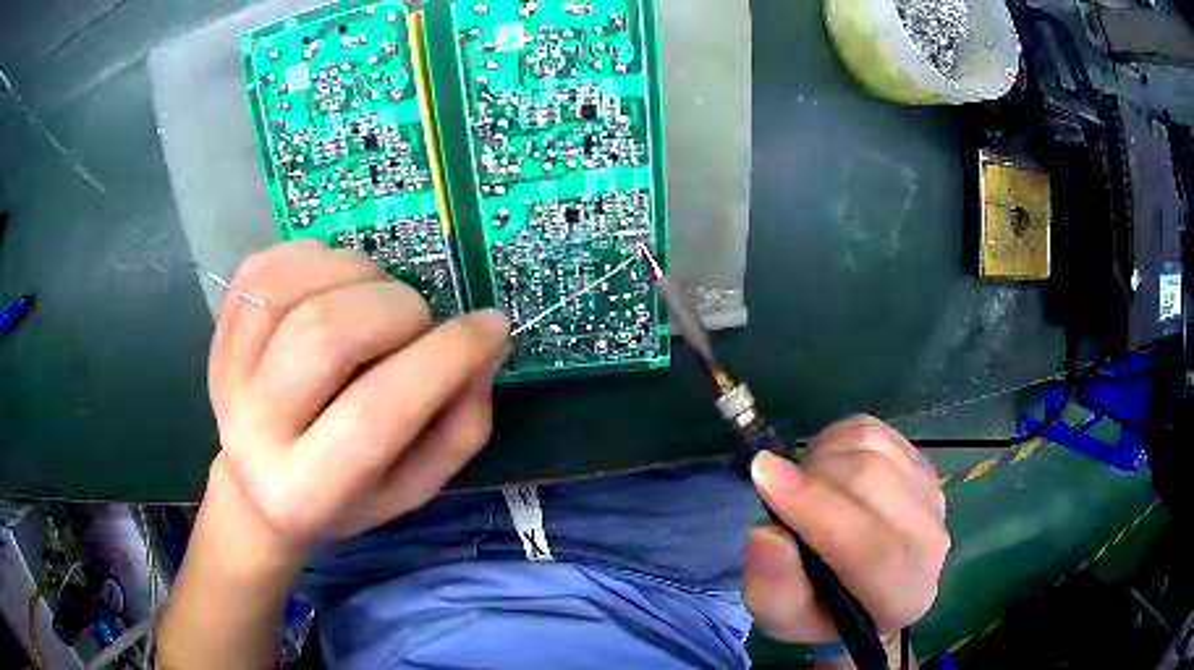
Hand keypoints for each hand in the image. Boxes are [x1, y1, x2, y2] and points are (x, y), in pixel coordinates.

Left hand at [207, 241, 508, 549]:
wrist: (256, 485)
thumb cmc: (345, 495)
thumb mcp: (413, 486)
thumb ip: (458, 426)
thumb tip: (485, 343)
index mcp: (307, 490)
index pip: (375, 414)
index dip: (442, 359)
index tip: (490, 327)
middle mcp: (254, 431)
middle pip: (325, 335)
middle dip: (396, 310)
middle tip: (418, 322)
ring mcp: (227, 372)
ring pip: (292, 288)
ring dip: (357, 275)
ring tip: (376, 300)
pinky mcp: (219, 331)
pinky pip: (268, 266)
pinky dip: (318, 258)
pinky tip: (336, 284)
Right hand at [744, 416, 949, 644]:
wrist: (866, 591)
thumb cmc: (821, 611)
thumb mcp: (782, 619)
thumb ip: (773, 590)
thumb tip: (767, 534)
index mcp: (902, 595)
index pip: (869, 547)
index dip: (816, 509)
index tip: (763, 475)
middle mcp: (931, 541)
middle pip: (870, 482)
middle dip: (809, 477)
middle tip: (776, 494)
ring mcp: (930, 492)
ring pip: (869, 447)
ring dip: (818, 459)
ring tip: (804, 490)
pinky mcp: (920, 460)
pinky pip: (869, 429)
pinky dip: (832, 441)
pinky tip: (826, 471)